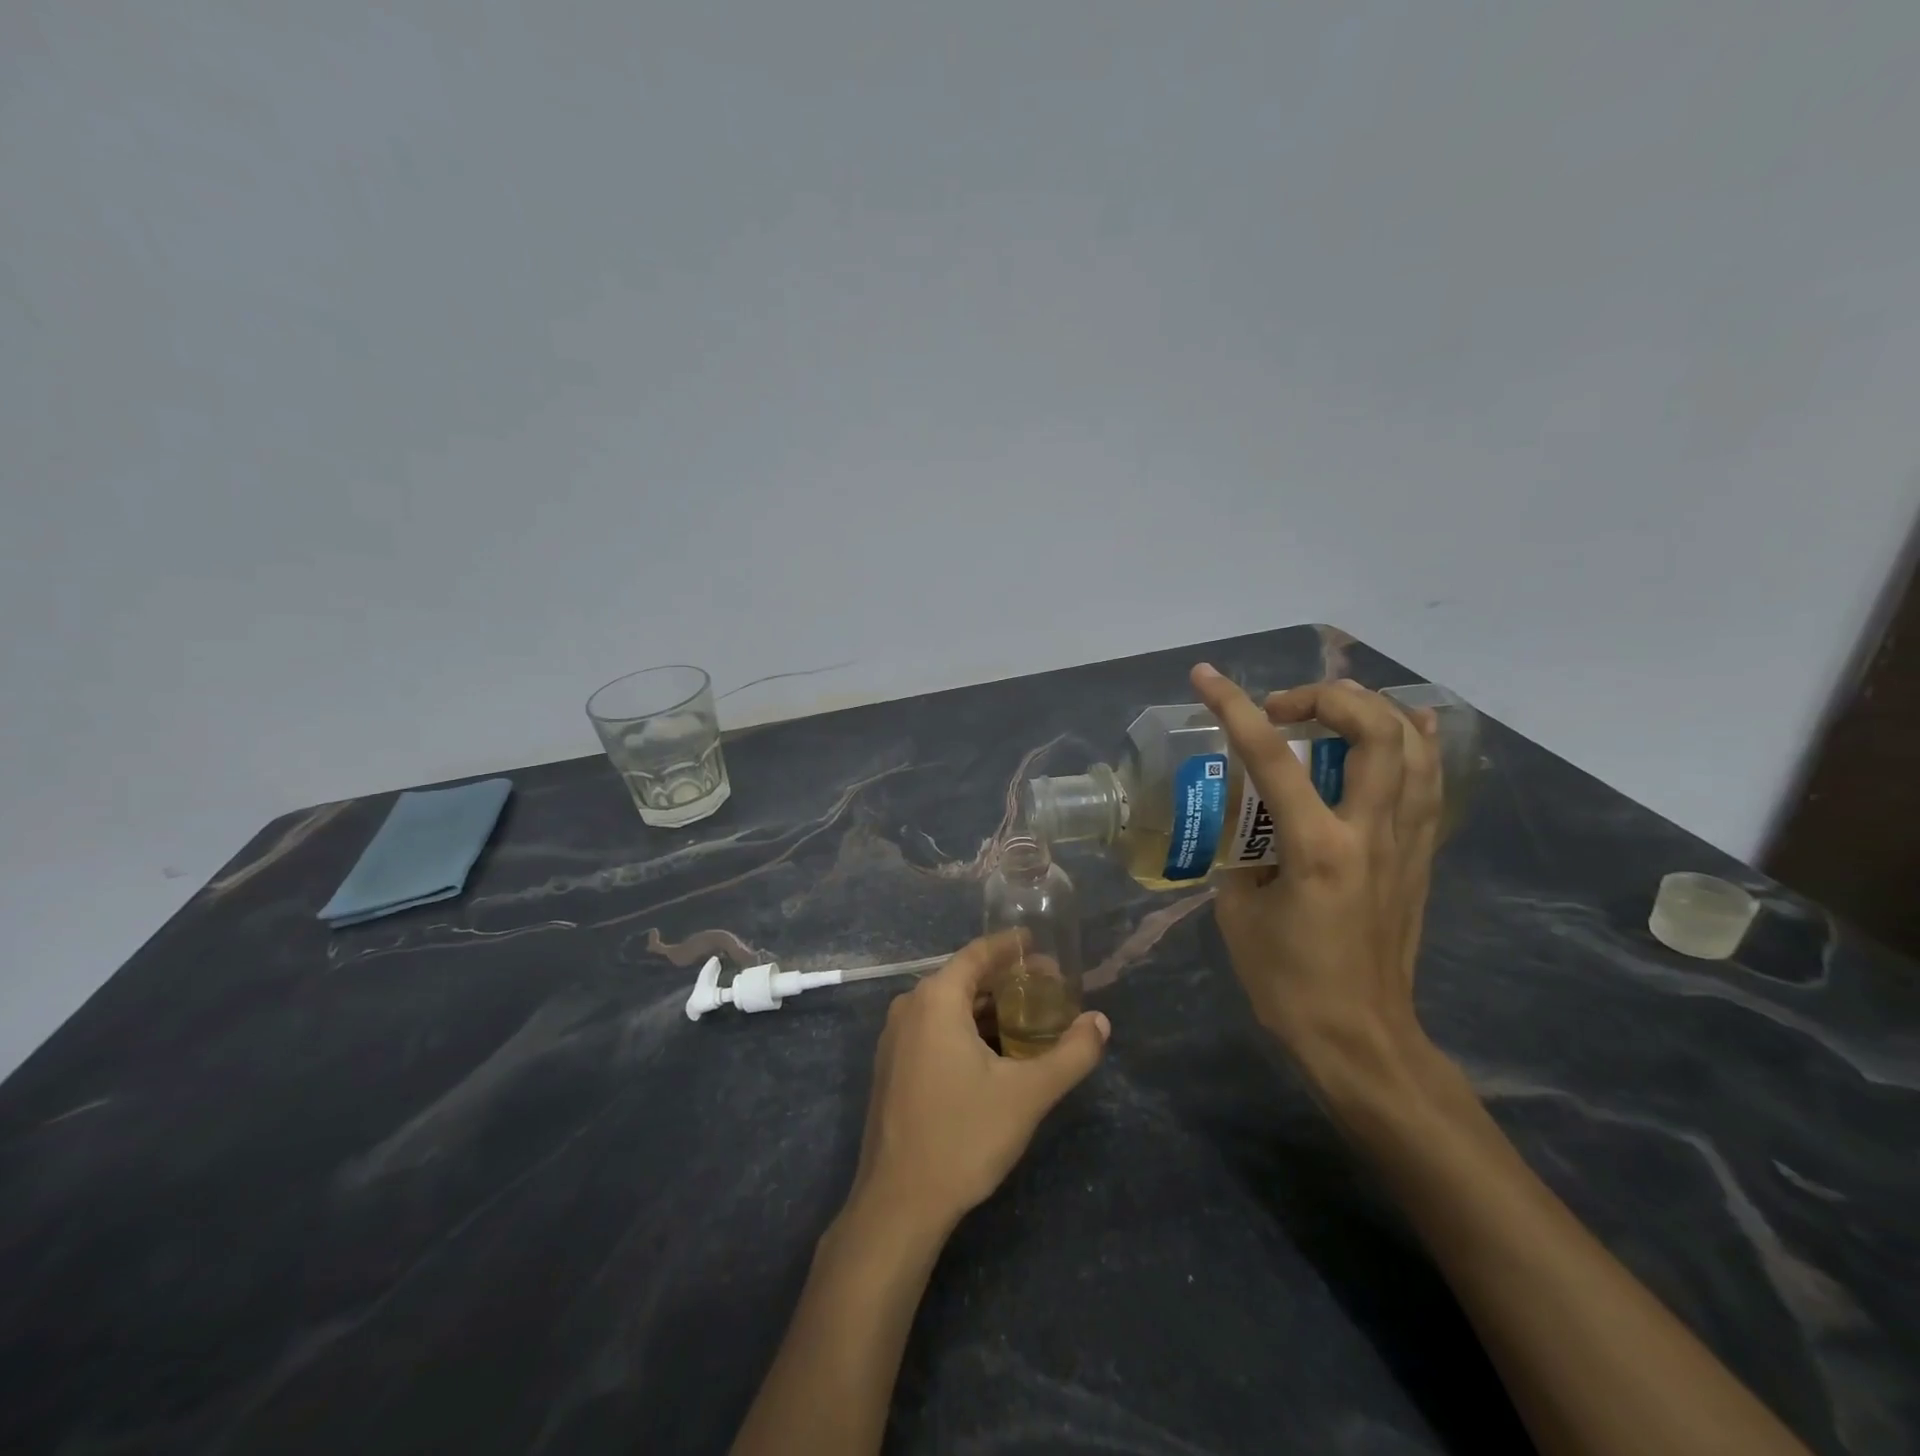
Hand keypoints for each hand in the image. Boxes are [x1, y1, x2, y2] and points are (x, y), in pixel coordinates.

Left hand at [847, 932, 1109, 1236]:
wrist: (899, 1203)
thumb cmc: (963, 1136)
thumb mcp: (1028, 1094)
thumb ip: (1071, 1054)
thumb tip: (1101, 1022)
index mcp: (936, 999)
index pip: (977, 954)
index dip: (1010, 946)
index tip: (1039, 944)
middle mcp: (909, 1007)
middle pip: (963, 978)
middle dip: (1005, 980)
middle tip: (1047, 988)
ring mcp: (895, 1038)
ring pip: (948, 1006)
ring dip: (987, 1007)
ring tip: (1028, 1018)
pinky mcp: (892, 1066)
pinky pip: (934, 1029)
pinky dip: (966, 1028)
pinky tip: (994, 1051)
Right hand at [1190, 664, 1443, 1096]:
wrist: (1360, 1036)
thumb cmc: (1288, 981)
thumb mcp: (1238, 912)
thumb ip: (1241, 855)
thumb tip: (1249, 828)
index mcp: (1316, 848)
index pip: (1271, 757)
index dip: (1234, 707)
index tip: (1206, 677)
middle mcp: (1370, 833)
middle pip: (1373, 731)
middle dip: (1327, 697)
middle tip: (1284, 708)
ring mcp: (1405, 842)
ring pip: (1414, 747)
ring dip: (1372, 710)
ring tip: (1333, 708)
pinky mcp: (1420, 856)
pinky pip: (1429, 782)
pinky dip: (1417, 742)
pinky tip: (1405, 724)